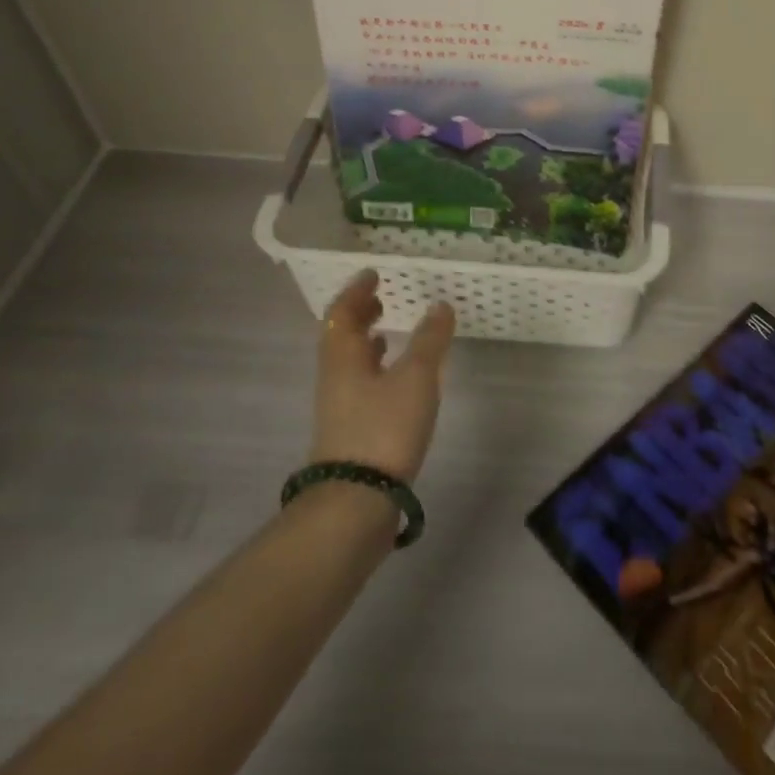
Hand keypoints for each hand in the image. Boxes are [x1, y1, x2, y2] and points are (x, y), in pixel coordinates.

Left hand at [309, 270, 455, 482]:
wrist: (357, 500)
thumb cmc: (384, 428)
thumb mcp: (416, 378)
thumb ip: (429, 340)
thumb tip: (440, 304)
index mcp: (343, 356)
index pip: (342, 312)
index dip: (357, 291)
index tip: (373, 274)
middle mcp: (335, 376)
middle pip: (341, 336)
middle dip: (359, 314)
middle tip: (381, 298)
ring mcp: (340, 406)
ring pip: (349, 361)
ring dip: (365, 341)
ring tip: (387, 331)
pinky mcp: (350, 429)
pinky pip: (358, 384)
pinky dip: (374, 369)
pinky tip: (393, 378)